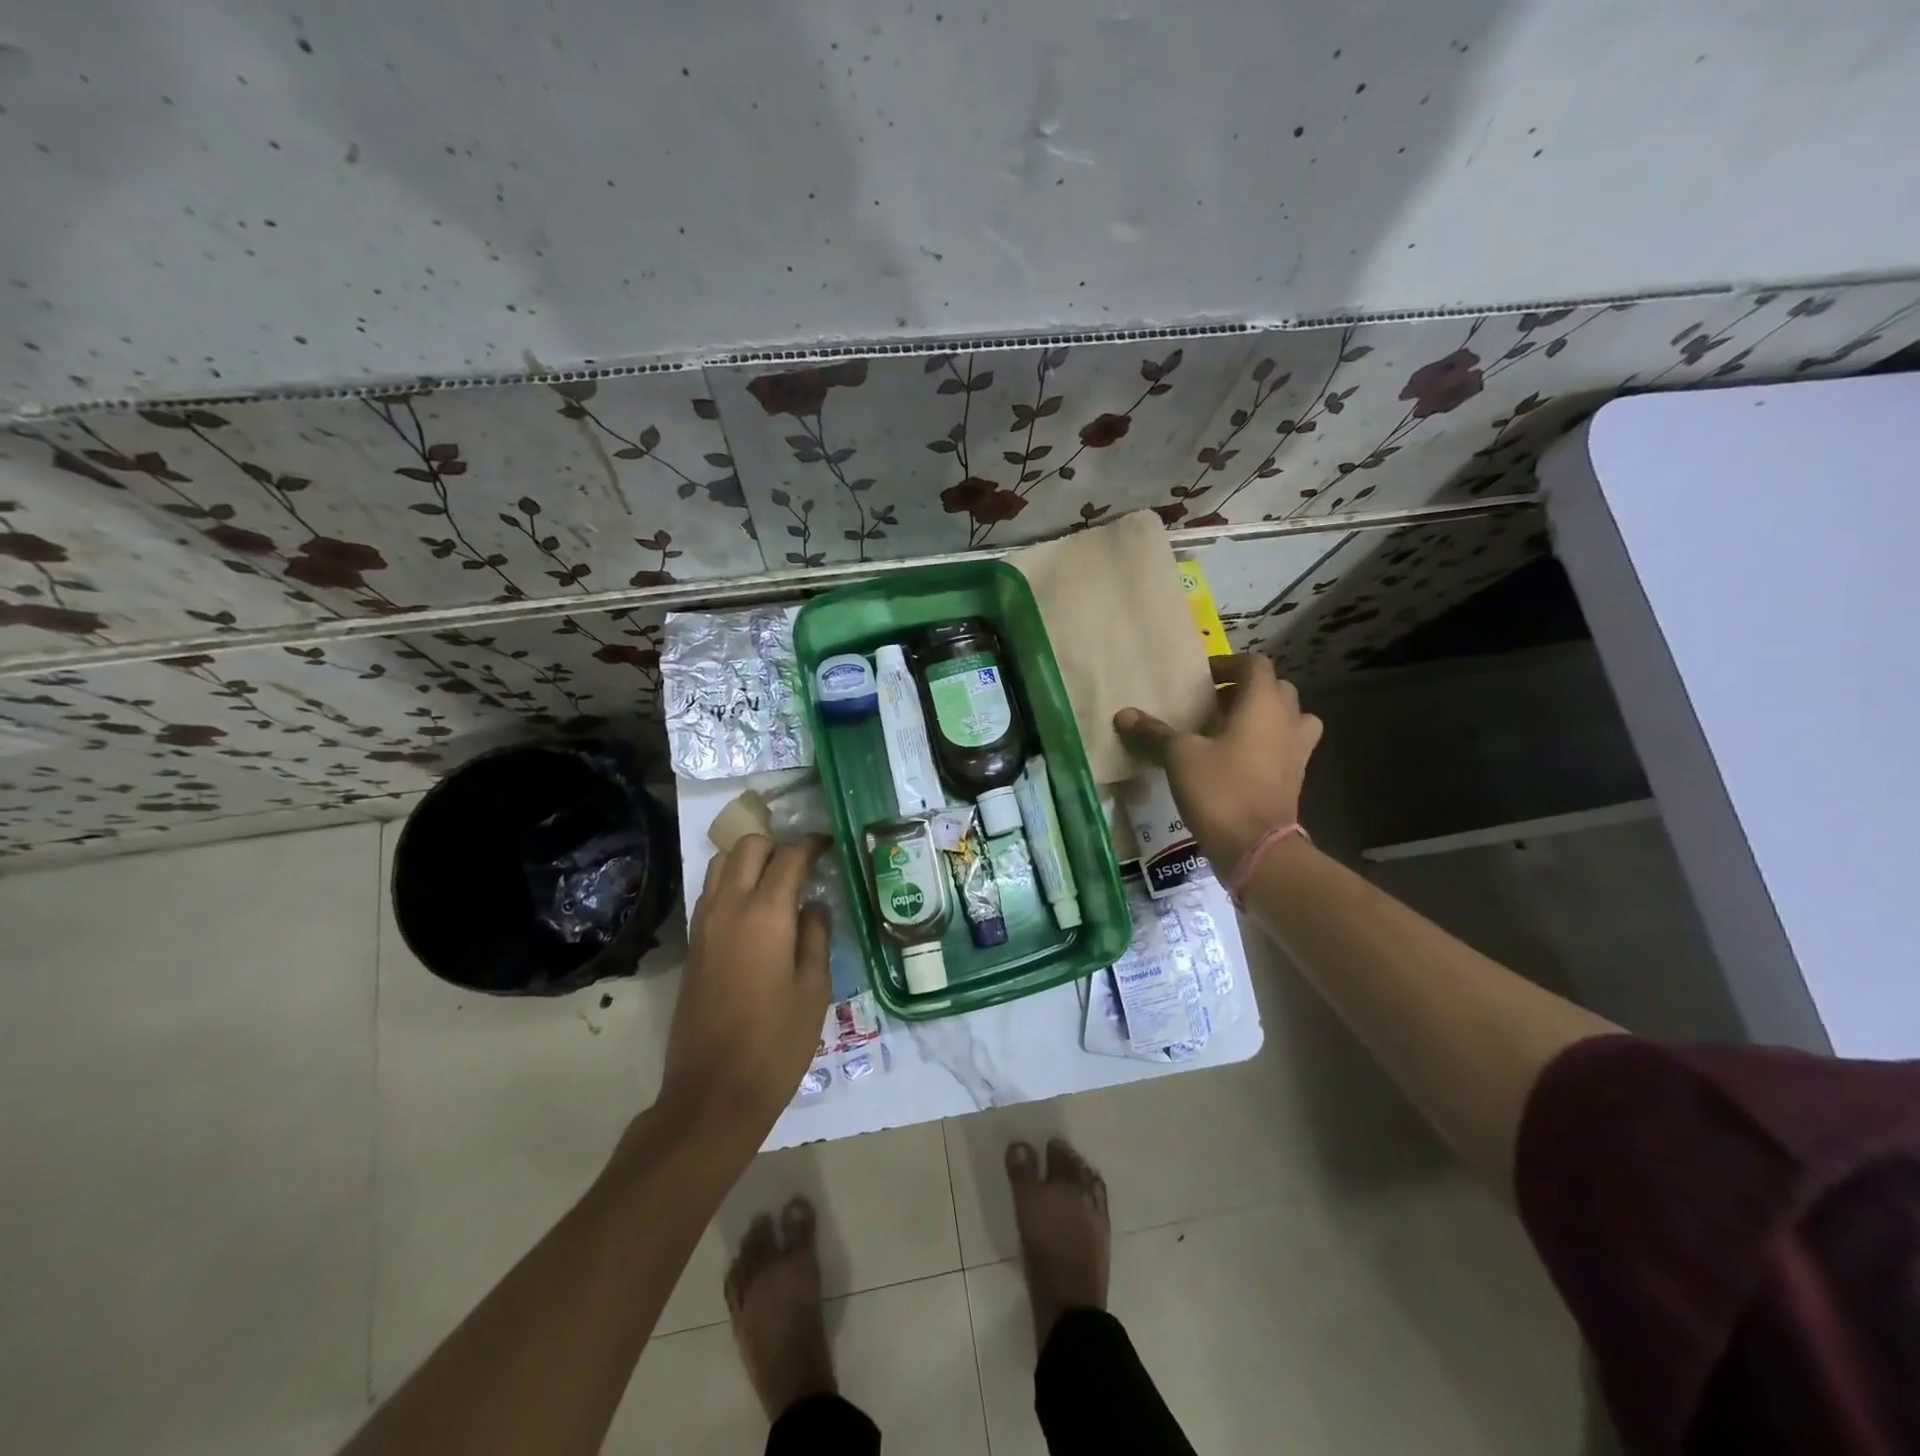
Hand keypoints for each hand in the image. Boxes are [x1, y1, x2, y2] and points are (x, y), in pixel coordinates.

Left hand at [661, 834, 831, 1137]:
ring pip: (721, 864)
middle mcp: (729, 907)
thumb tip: (814, 906)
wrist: (714, 1092)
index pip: (789, 856)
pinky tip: (755, 910)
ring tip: (777, 880)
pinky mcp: (692, 944)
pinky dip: (732, 883)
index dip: (812, 844)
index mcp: (766, 914)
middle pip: (748, 847)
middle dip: (777, 845)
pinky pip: (710, 892)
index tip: (829, 844)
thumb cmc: (777, 1043)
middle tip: (803, 863)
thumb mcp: (814, 989)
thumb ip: (816, 936)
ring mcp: (704, 924)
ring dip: (749, 860)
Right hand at [1114, 655, 1322, 868]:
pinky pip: (1285, 747)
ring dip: (1264, 717)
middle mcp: (1288, 721)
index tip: (1201, 679)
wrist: (1257, 848)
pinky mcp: (1295, 778)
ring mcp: (1297, 751)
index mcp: (1263, 704)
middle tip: (1212, 704)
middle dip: (1245, 691)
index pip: (1255, 665)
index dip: (1227, 665)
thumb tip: (1124, 714)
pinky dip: (1266, 745)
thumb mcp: (1179, 757)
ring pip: (1288, 719)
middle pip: (1275, 689)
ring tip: (1231, 730)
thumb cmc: (1220, 790)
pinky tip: (1236, 761)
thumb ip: (1154, 733)